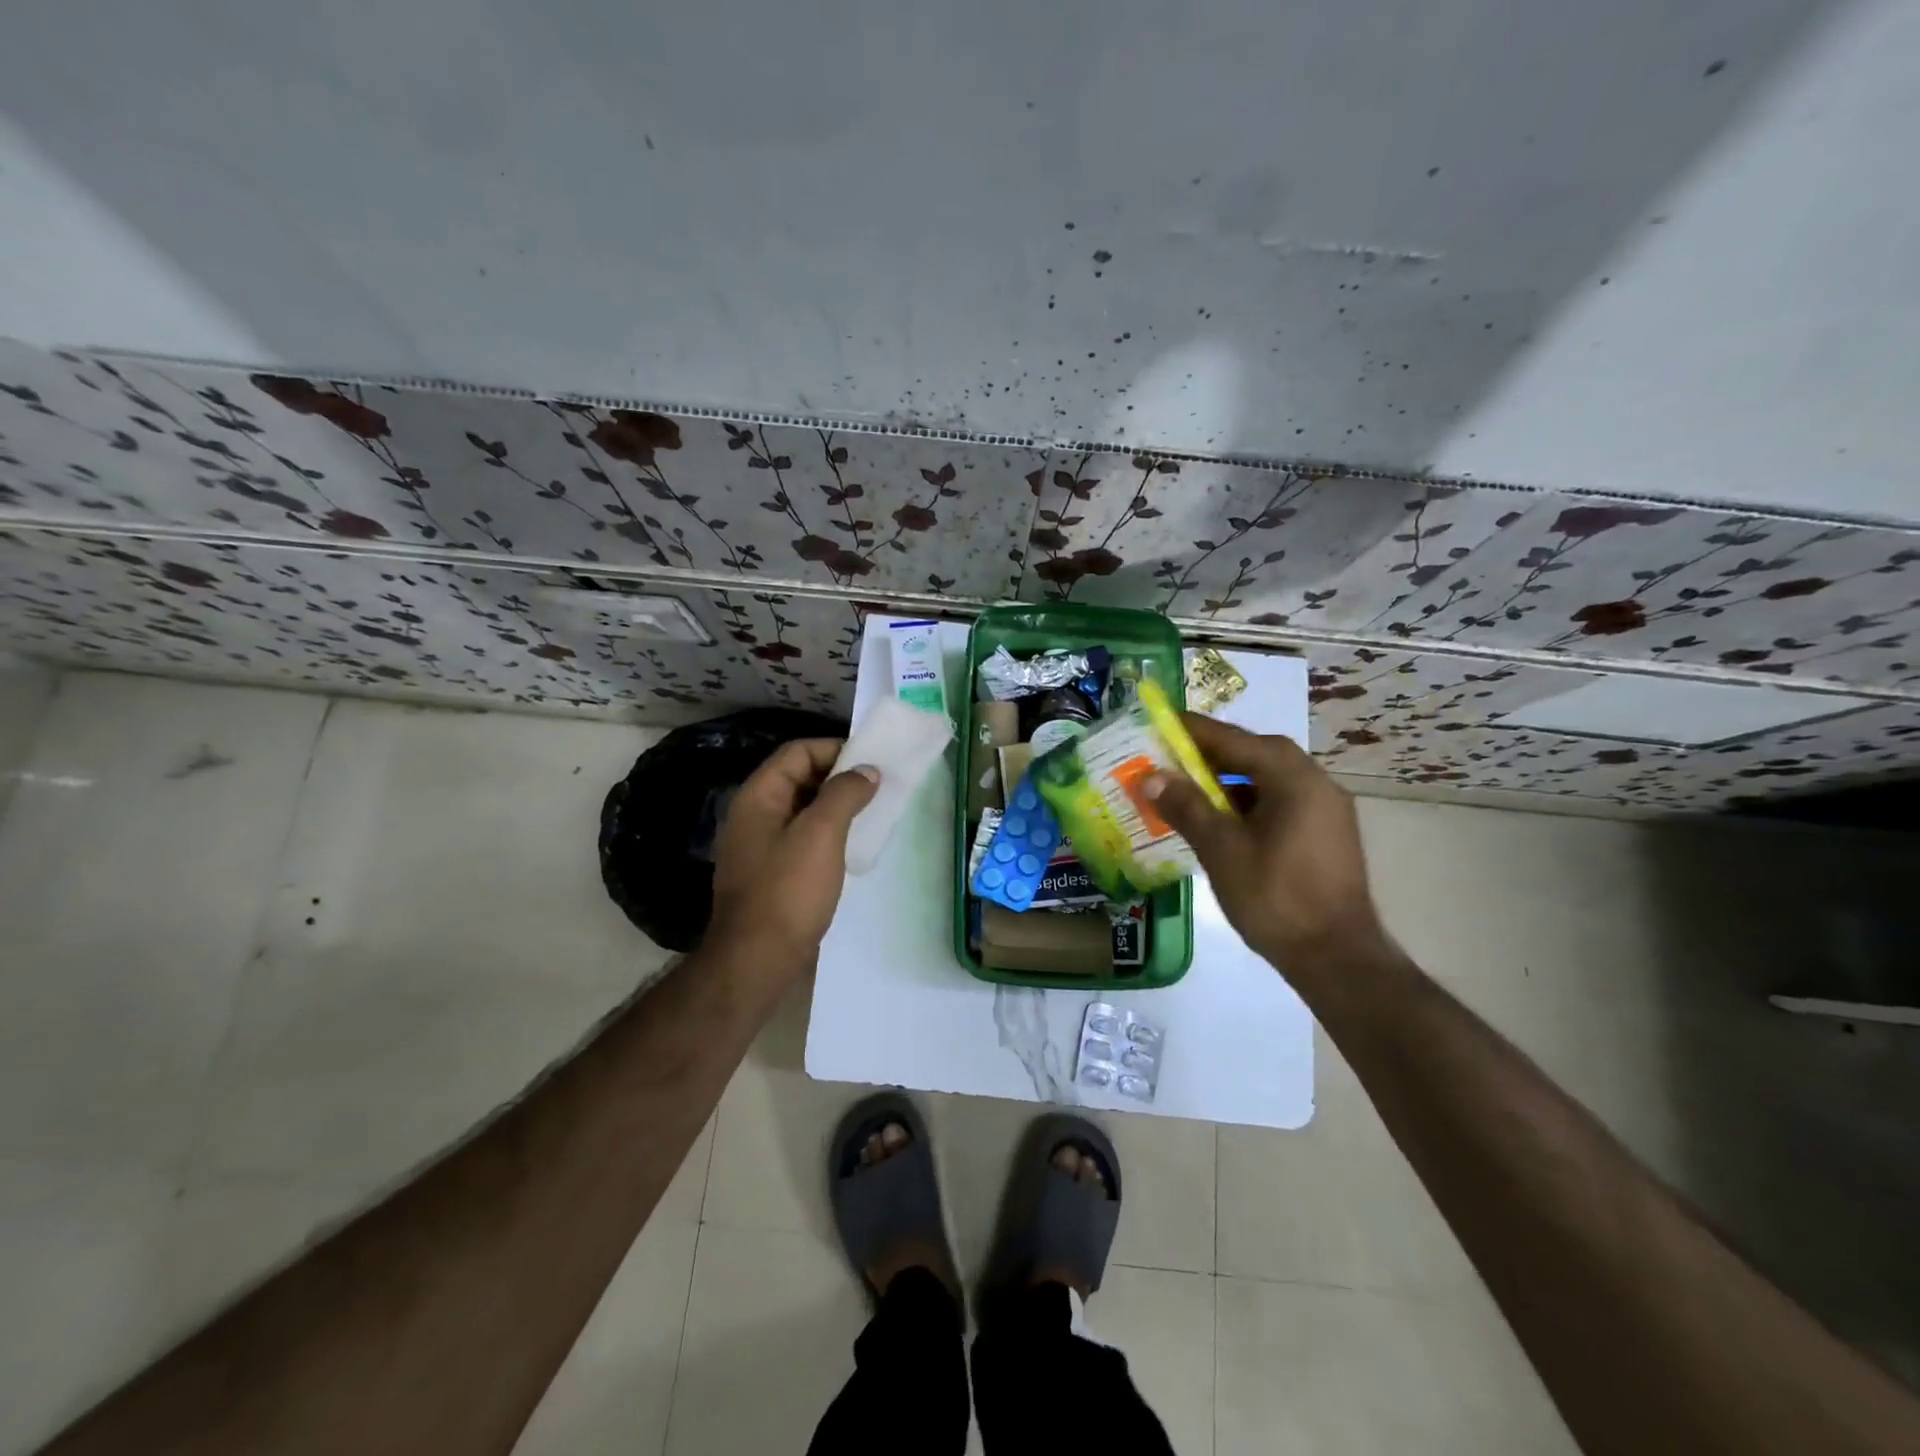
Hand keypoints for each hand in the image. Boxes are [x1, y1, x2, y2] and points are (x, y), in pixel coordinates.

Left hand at [708, 740, 879, 971]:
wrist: (758, 960)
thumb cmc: (788, 890)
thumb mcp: (821, 834)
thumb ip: (844, 794)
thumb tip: (867, 770)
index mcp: (758, 797)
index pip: (797, 752)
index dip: (834, 749)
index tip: (872, 762)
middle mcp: (755, 815)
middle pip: (799, 778)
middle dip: (839, 777)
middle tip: (879, 786)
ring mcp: (761, 846)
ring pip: (804, 810)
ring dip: (837, 806)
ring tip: (873, 812)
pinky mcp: (773, 873)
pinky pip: (804, 838)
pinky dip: (829, 833)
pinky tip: (853, 845)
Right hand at [1145, 713, 1388, 979]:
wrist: (1337, 959)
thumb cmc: (1276, 898)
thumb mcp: (1221, 849)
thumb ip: (1186, 806)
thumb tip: (1151, 776)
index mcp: (1293, 777)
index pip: (1233, 739)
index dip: (1192, 730)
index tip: (1158, 722)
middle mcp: (1315, 782)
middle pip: (1254, 754)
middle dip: (1209, 754)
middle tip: (1168, 758)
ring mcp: (1326, 809)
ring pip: (1268, 779)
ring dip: (1228, 780)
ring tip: (1188, 789)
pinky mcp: (1327, 834)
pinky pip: (1280, 802)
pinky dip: (1247, 802)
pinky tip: (1221, 821)